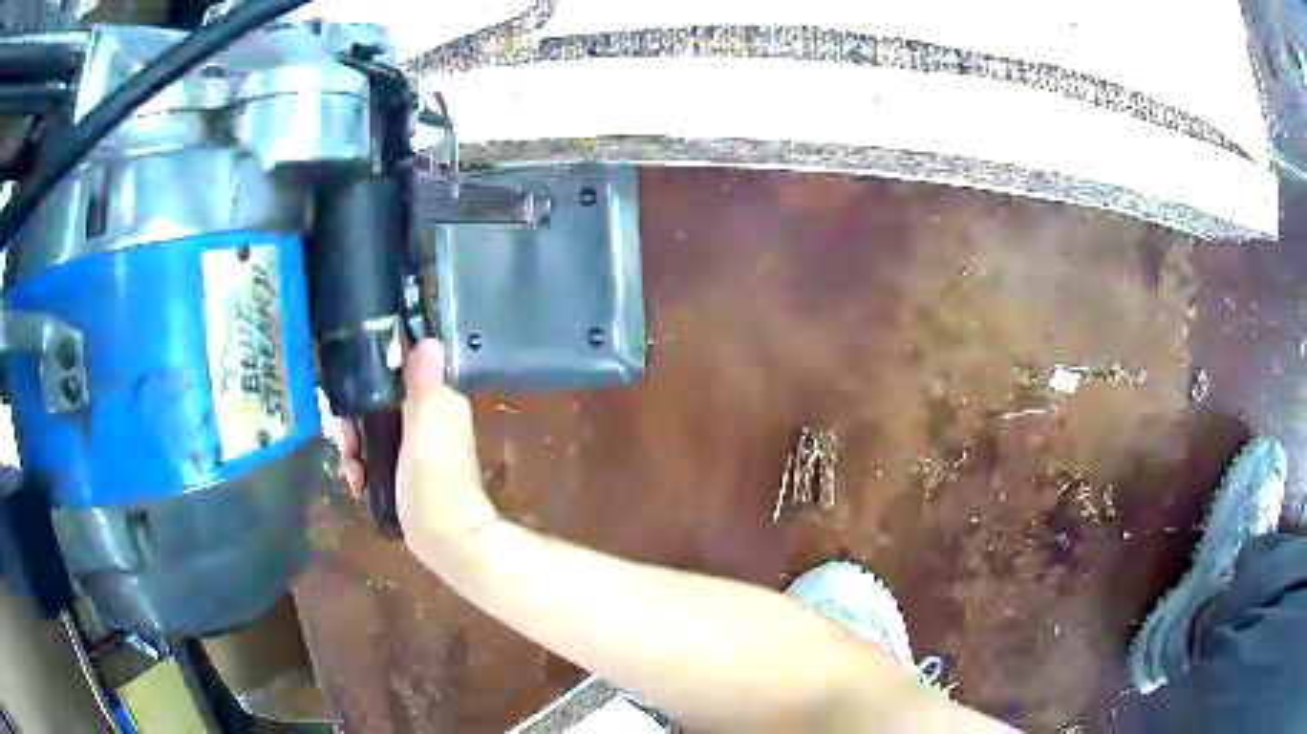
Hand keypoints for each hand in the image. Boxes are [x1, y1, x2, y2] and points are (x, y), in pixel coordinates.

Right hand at [331, 339, 499, 545]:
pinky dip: (364, 467)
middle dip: (353, 427)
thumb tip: (430, 340)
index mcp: (438, 402)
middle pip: (376, 406)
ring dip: (355, 450)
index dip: (360, 391)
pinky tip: (358, 484)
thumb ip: (422, 390)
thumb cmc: (435, 491)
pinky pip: (377, 455)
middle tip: (345, 448)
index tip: (341, 412)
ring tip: (353, 473)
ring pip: (373, 432)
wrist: (449, 546)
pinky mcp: (409, 469)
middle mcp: (429, 417)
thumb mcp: (424, 437)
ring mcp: (419, 445)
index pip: (389, 378)